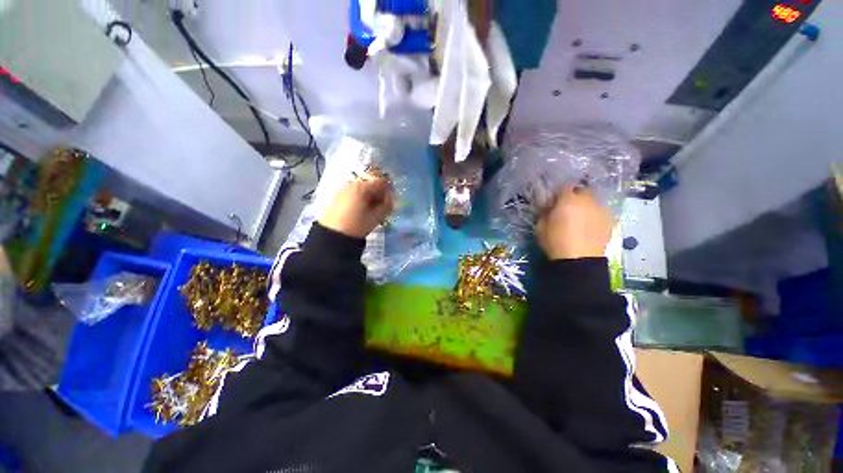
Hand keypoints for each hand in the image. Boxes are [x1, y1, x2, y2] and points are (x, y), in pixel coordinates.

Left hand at [319, 175, 394, 238]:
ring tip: (371, 208)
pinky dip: (361, 196)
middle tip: (382, 205)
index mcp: (362, 187)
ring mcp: (344, 187)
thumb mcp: (376, 217)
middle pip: (372, 181)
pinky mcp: (338, 194)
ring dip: (370, 194)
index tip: (390, 200)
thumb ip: (387, 205)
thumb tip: (391, 198)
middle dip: (379, 192)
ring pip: (363, 186)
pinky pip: (355, 190)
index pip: (382, 181)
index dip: (389, 190)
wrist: (332, 234)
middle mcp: (352, 182)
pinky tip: (361, 208)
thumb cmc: (357, 225)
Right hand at [536, 186, 614, 259]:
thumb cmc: (555, 242)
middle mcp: (588, 200)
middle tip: (567, 209)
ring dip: (585, 206)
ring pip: (593, 201)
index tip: (553, 203)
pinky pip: (600, 212)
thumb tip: (549, 208)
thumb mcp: (540, 226)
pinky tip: (588, 227)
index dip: (558, 194)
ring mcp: (602, 210)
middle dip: (574, 197)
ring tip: (579, 219)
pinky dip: (594, 216)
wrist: (579, 261)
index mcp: (569, 199)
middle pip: (582, 191)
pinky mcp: (610, 221)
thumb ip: (545, 213)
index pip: (564, 186)